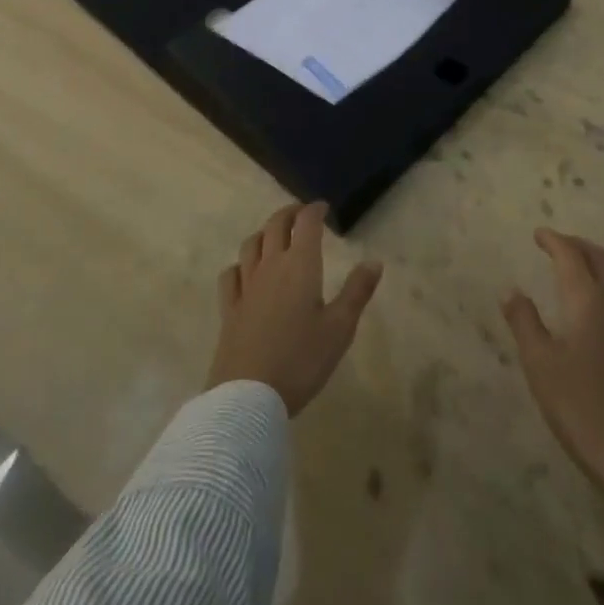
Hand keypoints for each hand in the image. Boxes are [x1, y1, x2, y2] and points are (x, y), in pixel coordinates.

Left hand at [206, 202, 383, 416]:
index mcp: (300, 266)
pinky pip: (230, 275)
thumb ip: (357, 291)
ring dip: (264, 233)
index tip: (323, 207)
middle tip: (301, 214)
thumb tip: (374, 261)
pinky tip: (244, 271)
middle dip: (290, 213)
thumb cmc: (301, 360)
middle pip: (276, 225)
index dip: (315, 210)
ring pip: (251, 244)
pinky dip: (240, 264)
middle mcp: (271, 266)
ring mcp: (246, 287)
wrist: (249, 397)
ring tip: (274, 236)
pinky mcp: (229, 309)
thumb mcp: (340, 328)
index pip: (307, 223)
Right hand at [503, 227, 603, 500]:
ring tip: (576, 269)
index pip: (571, 256)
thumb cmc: (580, 404)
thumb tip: (511, 290)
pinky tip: (590, 307)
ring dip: (596, 264)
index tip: (537, 234)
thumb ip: (525, 322)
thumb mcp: (540, 364)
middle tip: (556, 245)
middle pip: (600, 259)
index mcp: (587, 300)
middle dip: (577, 245)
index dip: (554, 240)